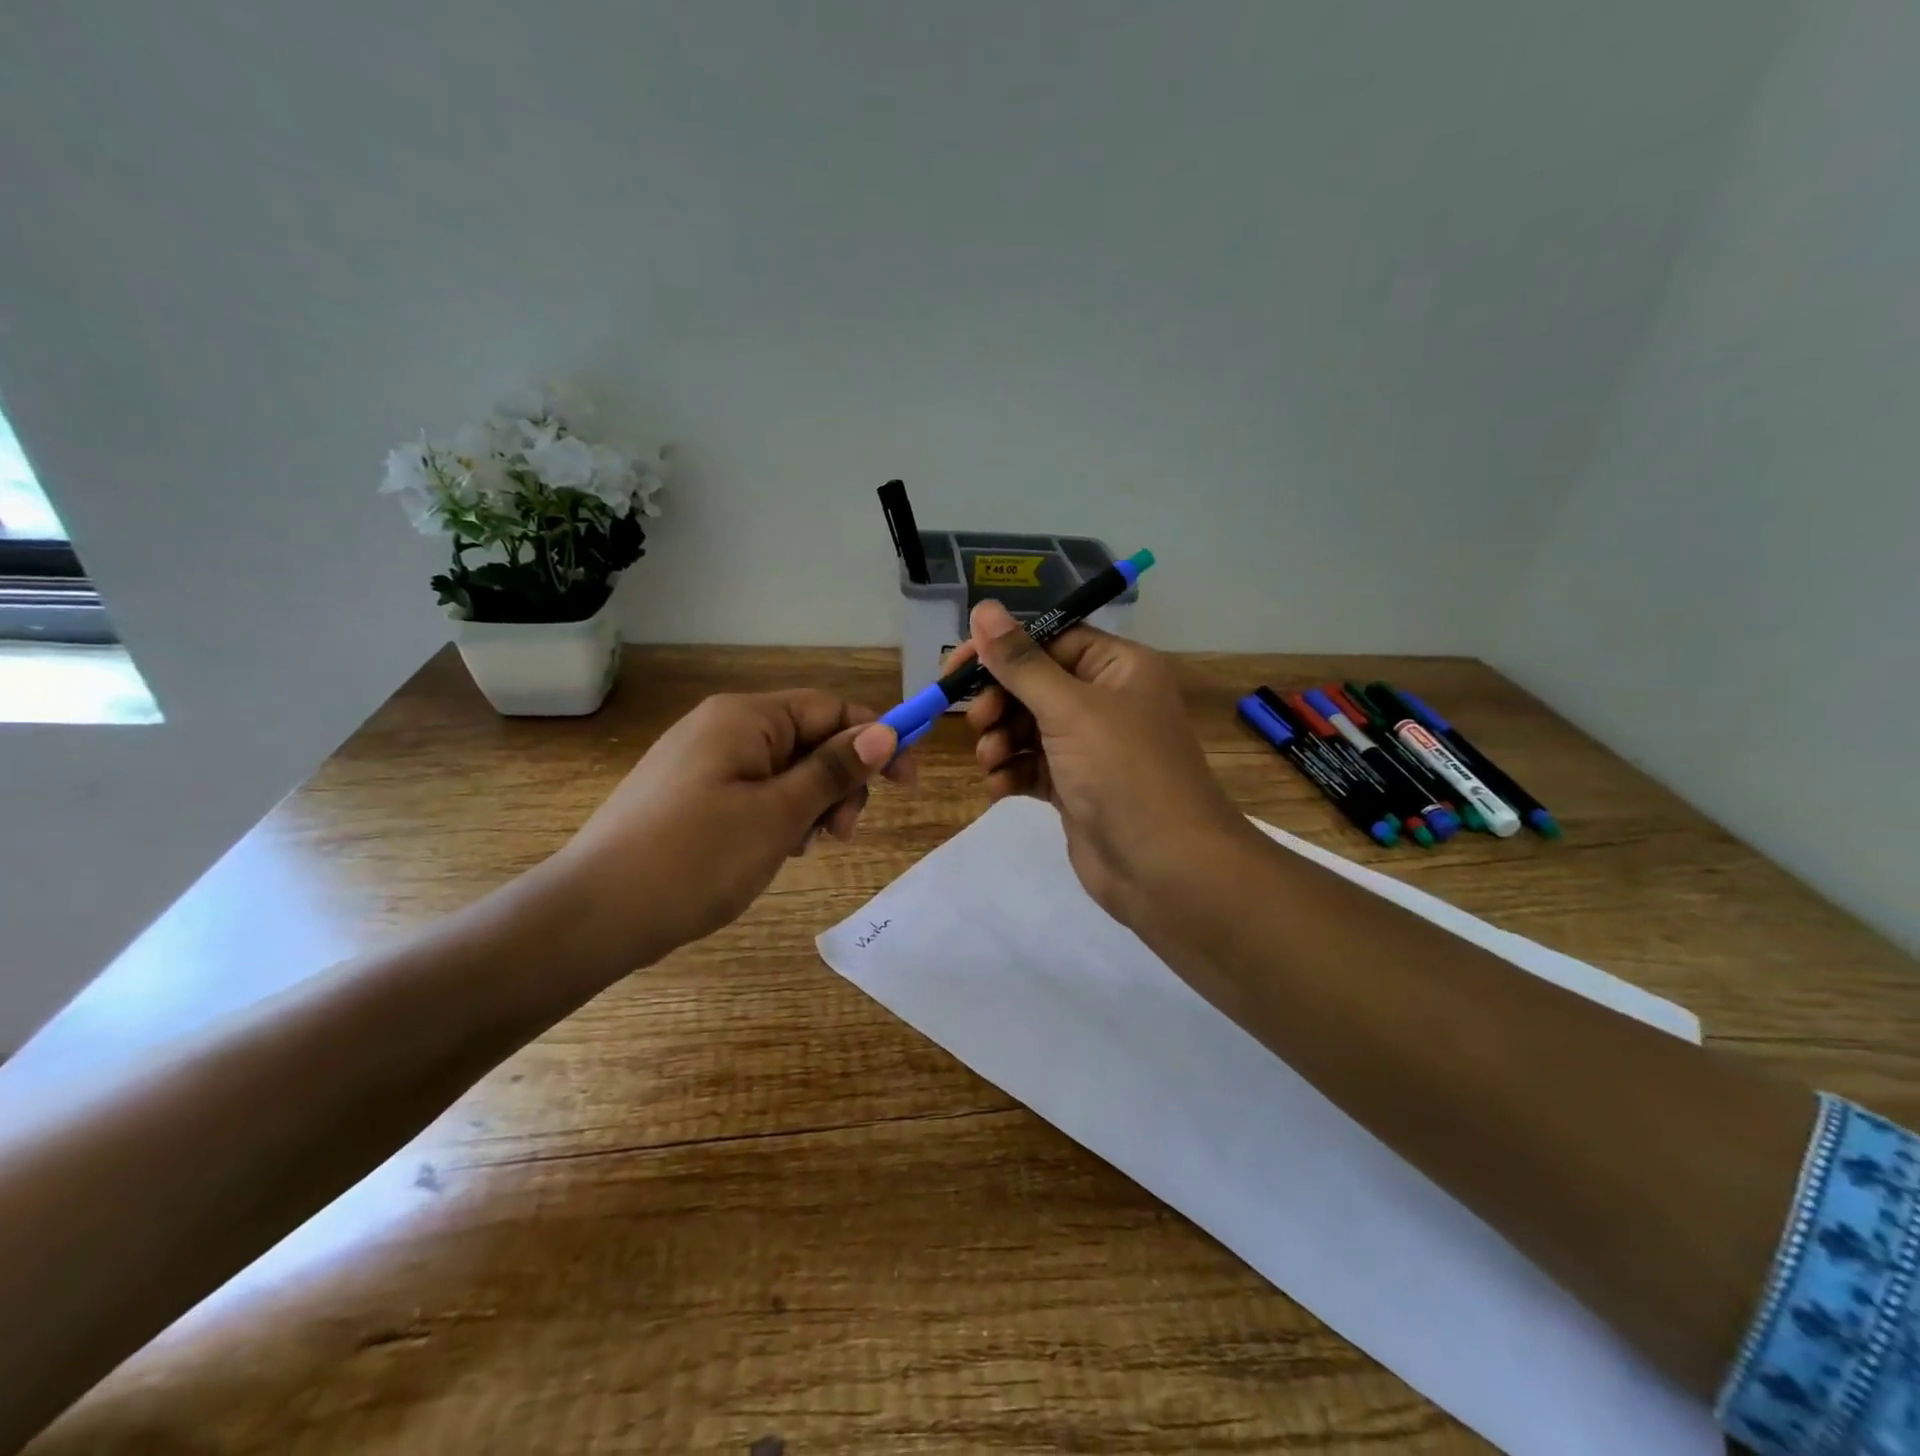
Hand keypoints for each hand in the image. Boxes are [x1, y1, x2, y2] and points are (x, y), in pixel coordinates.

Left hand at [536, 690, 914, 972]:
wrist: (592, 915)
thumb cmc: (694, 858)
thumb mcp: (778, 814)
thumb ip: (834, 770)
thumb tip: (884, 732)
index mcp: (745, 718)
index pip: (831, 708)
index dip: (876, 738)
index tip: (908, 782)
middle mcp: (723, 727)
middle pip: (809, 739)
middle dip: (838, 782)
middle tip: (841, 834)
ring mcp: (702, 761)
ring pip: (784, 770)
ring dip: (810, 804)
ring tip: (802, 848)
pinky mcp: (689, 794)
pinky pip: (753, 791)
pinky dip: (777, 816)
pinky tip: (773, 851)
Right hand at [955, 600, 1256, 933]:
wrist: (1165, 869)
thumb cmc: (1122, 772)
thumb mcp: (1069, 709)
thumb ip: (1020, 662)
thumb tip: (983, 608)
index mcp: (1118, 668)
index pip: (1051, 640)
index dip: (1002, 651)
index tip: (956, 668)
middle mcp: (1107, 701)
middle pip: (1035, 685)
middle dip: (1000, 702)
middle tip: (977, 722)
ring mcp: (1091, 748)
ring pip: (1028, 728)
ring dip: (1001, 740)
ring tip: (991, 760)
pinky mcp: (1077, 788)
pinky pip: (1033, 767)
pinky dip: (1012, 773)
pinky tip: (1000, 788)